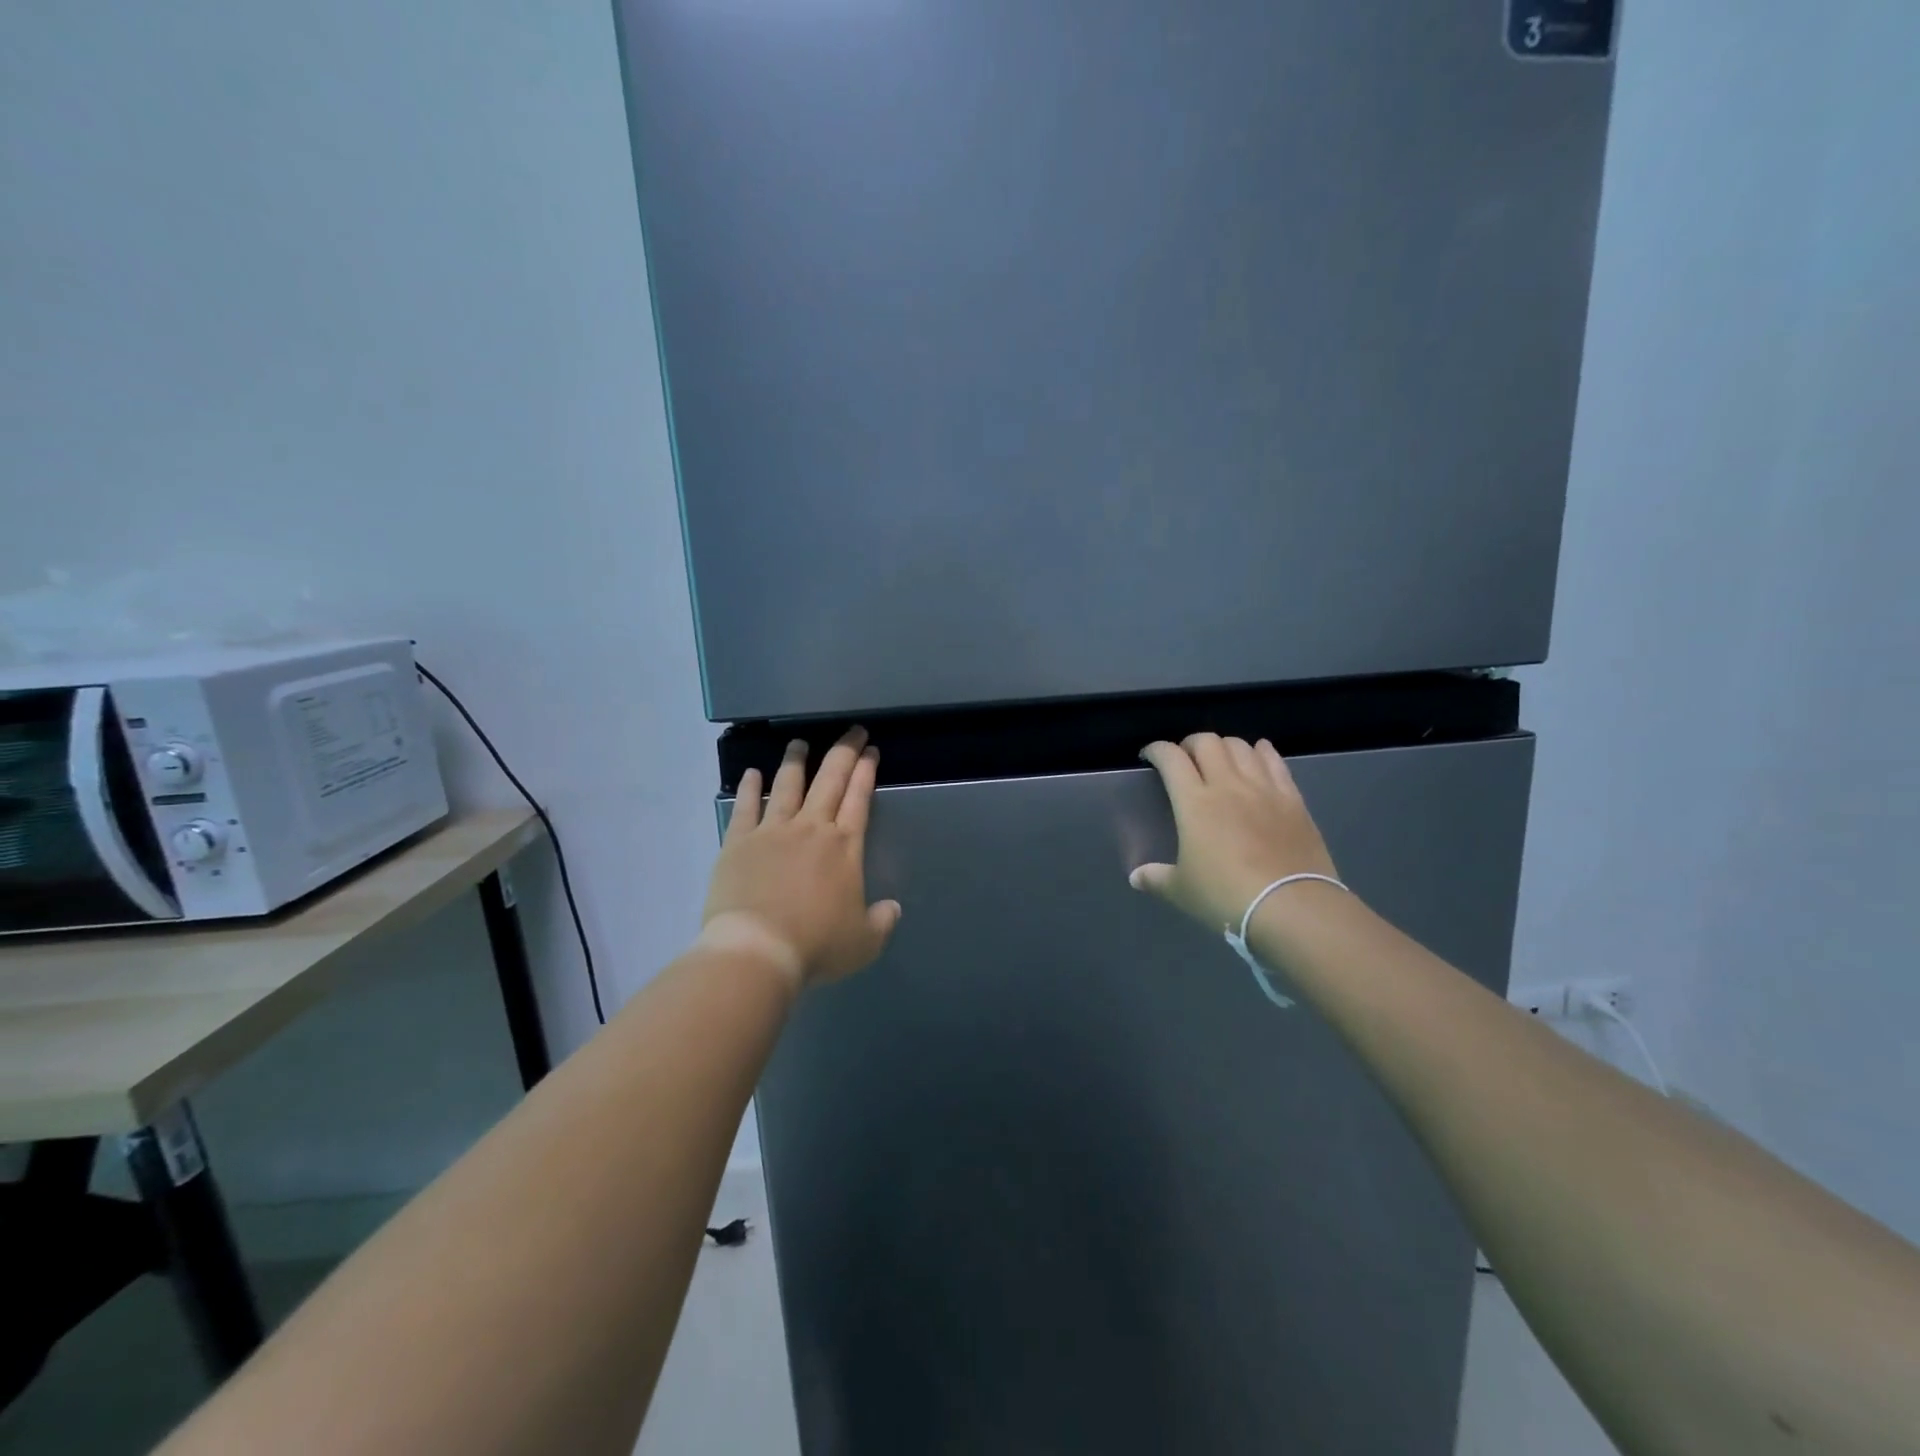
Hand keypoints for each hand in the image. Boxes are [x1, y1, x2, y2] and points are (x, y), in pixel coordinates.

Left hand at [701, 727, 901, 991]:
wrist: (758, 949)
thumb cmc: (816, 945)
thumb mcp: (863, 942)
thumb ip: (881, 922)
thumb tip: (893, 909)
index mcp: (844, 847)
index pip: (859, 798)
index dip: (866, 771)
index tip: (870, 751)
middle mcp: (811, 828)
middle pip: (830, 780)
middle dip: (844, 752)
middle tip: (852, 731)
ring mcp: (772, 831)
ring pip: (787, 785)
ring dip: (796, 761)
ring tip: (799, 743)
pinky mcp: (739, 842)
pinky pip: (746, 807)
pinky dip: (750, 787)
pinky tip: (752, 773)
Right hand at [1130, 734, 1339, 932]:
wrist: (1291, 907)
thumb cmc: (1226, 896)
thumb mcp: (1182, 891)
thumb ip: (1156, 878)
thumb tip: (1136, 877)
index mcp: (1194, 802)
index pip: (1171, 758)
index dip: (1156, 750)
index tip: (1149, 756)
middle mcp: (1227, 785)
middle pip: (1207, 742)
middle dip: (1190, 744)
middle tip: (1184, 759)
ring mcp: (1263, 788)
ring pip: (1240, 746)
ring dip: (1224, 746)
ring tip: (1219, 759)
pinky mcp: (1292, 799)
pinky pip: (1276, 762)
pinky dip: (1263, 752)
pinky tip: (1258, 753)